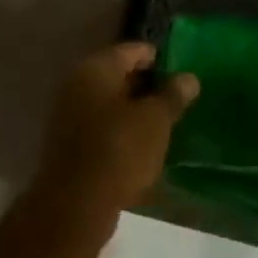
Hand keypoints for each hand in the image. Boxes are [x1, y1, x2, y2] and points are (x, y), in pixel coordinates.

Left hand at [38, 42, 198, 213]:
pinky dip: (120, 131)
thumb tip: (189, 78)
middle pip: (119, 75)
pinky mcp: (68, 144)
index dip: (160, 60)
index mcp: (97, 67)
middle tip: (176, 101)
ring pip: (110, 103)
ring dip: (134, 111)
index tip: (182, 75)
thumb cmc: (118, 150)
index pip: (133, 50)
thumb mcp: (156, 121)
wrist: (73, 207)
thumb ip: (173, 95)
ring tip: (163, 125)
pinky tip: (141, 147)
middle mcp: (78, 82)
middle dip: (147, 86)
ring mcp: (68, 114)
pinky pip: (100, 127)